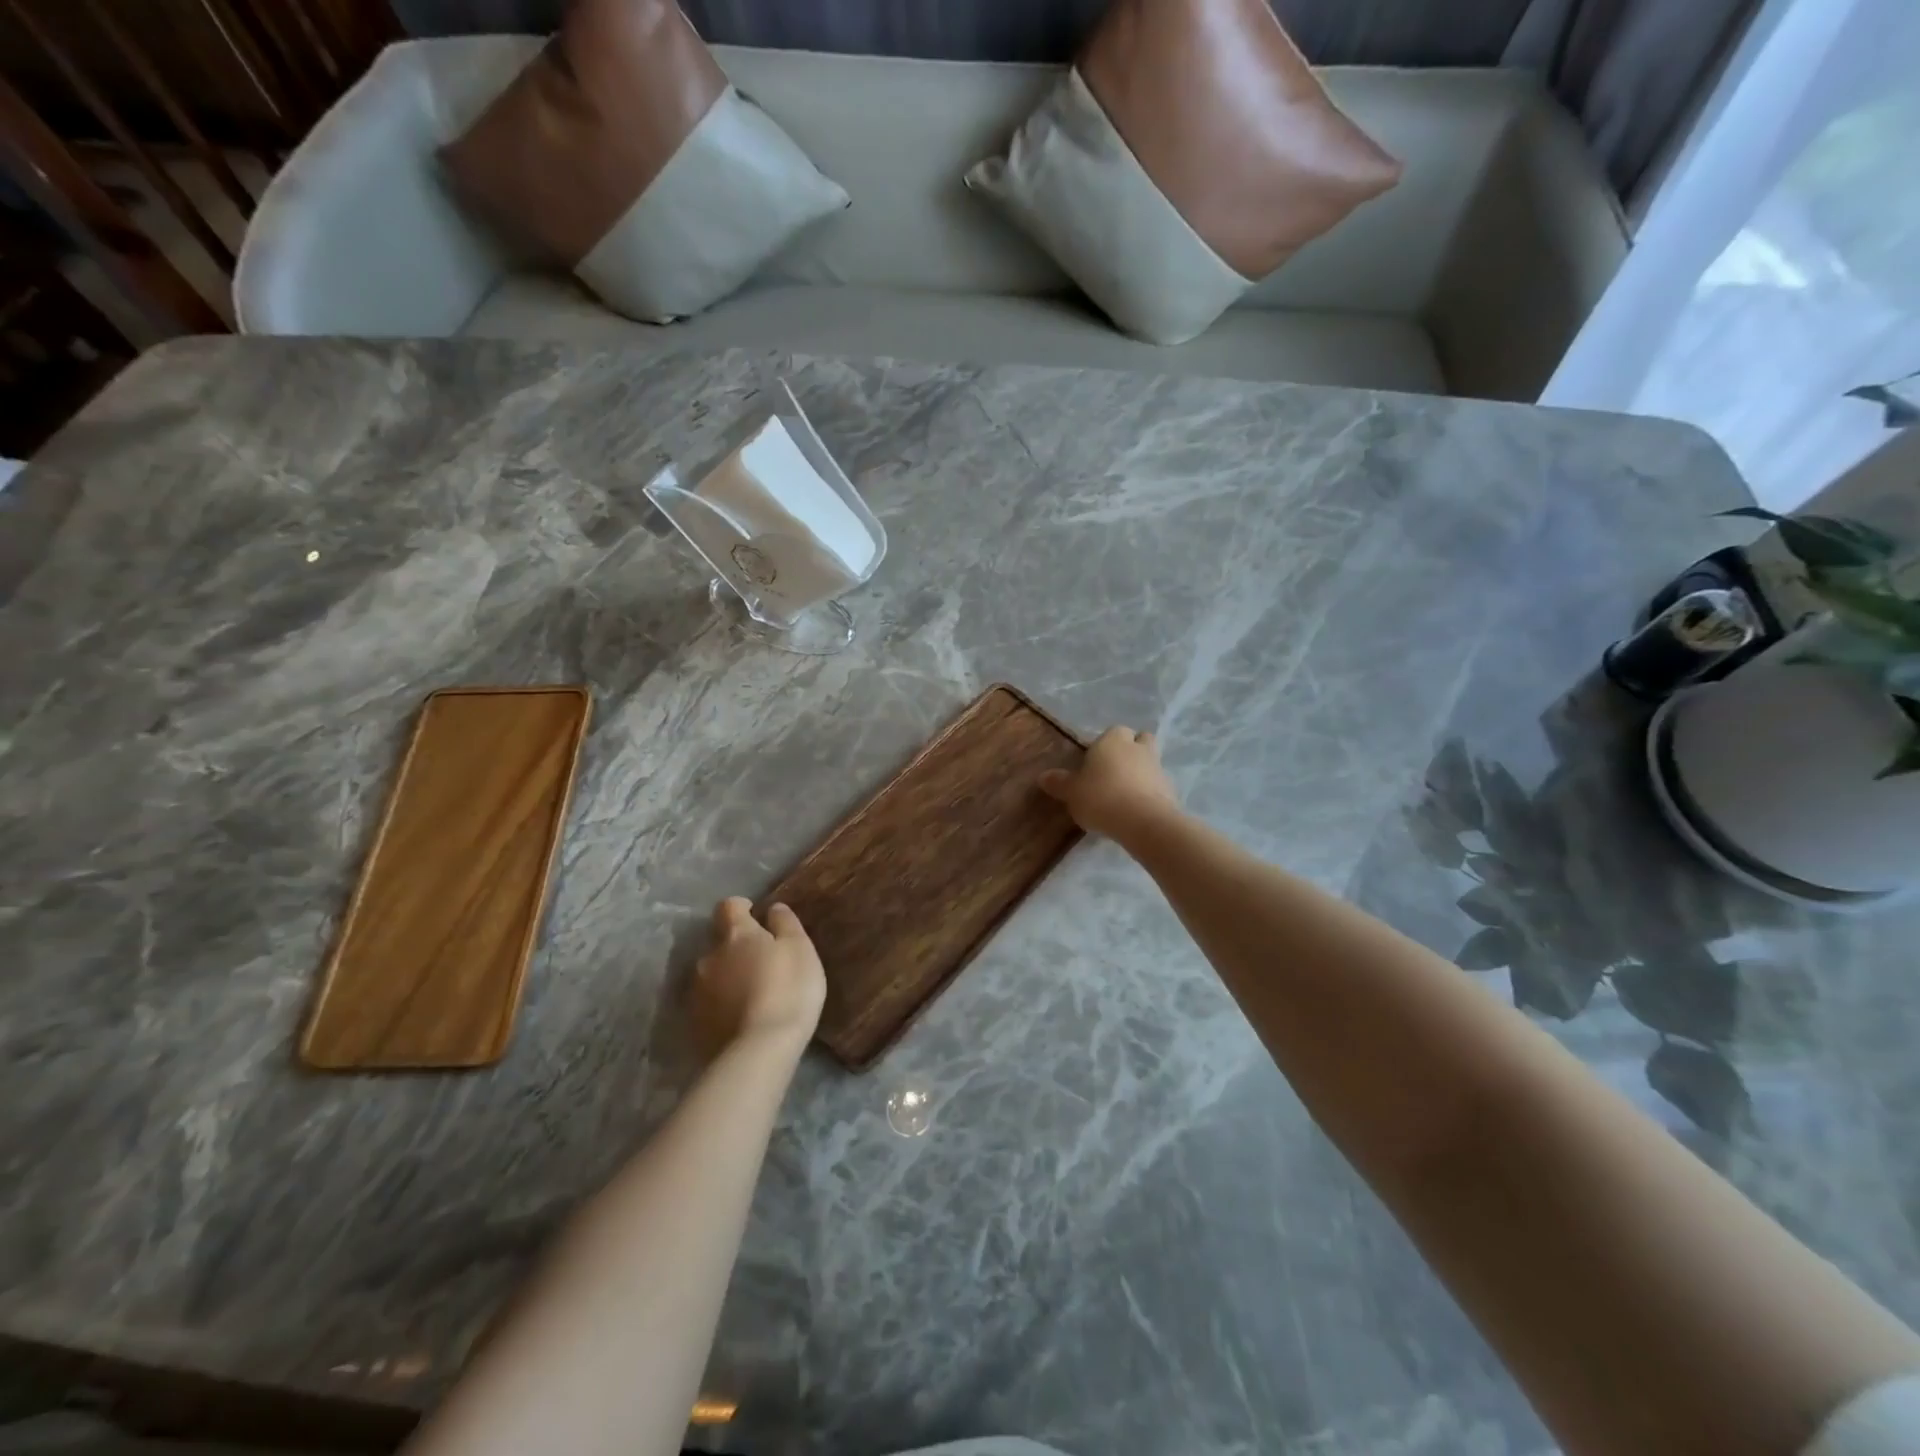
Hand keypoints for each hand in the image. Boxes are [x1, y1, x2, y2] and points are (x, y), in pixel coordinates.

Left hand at [690, 898, 826, 1058]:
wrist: (759, 1051)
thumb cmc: (787, 990)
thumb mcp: (800, 949)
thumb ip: (785, 923)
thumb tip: (772, 908)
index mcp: (735, 935)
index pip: (728, 906)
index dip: (741, 907)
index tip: (755, 915)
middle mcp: (709, 957)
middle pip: (719, 942)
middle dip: (735, 948)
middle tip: (760, 962)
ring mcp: (697, 992)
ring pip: (712, 974)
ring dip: (728, 977)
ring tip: (751, 995)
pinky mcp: (694, 1024)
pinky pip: (709, 1004)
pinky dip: (722, 1005)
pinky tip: (741, 1019)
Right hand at [1038, 726, 1179, 841]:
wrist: (1143, 822)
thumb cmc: (1101, 797)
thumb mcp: (1072, 792)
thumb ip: (1059, 783)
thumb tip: (1043, 776)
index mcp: (1112, 740)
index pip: (1113, 731)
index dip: (1105, 745)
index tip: (1095, 762)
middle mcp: (1137, 748)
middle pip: (1139, 740)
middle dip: (1131, 750)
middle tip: (1115, 771)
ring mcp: (1158, 767)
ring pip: (1150, 762)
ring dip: (1141, 772)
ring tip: (1125, 794)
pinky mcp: (1170, 789)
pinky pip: (1157, 785)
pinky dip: (1149, 792)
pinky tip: (1136, 809)